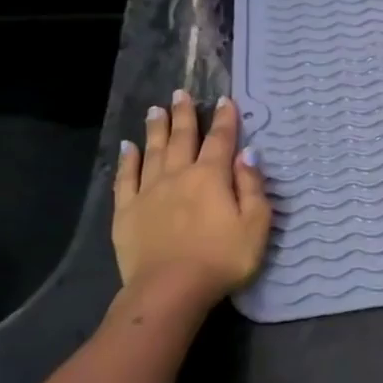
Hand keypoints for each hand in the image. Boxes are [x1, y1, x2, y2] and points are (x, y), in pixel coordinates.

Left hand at [112, 90, 270, 311]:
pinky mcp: (127, 211)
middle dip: (185, 115)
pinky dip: (128, 159)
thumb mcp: (256, 225)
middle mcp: (179, 175)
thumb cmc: (223, 258)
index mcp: (212, 177)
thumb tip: (248, 155)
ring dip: (156, 128)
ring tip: (155, 109)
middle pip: (182, 138)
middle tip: (181, 93)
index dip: (226, 120)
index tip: (225, 100)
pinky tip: (129, 147)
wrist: (171, 288)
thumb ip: (253, 187)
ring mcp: (149, 192)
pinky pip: (126, 177)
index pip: (222, 141)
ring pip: (153, 151)